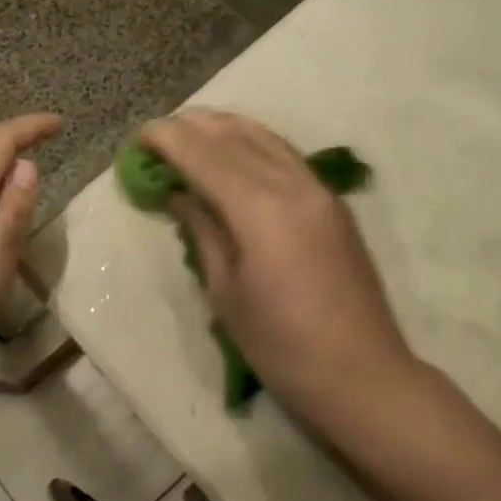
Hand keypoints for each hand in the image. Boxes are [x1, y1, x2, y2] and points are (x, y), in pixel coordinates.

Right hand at [140, 110, 420, 425]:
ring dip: (224, 128)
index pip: (205, 155)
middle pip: (235, 135)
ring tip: (191, 132)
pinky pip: (285, 154)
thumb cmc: (281, 345)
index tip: (139, 137)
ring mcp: (319, 189)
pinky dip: (253, 143)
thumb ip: (203, 231)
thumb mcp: (226, 291)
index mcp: (261, 208)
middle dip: (193, 127)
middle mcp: (293, 184)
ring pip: (265, 137)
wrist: (361, 374)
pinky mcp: (333, 202)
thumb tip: (179, 194)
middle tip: (159, 133)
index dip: (168, 140)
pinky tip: (236, 152)